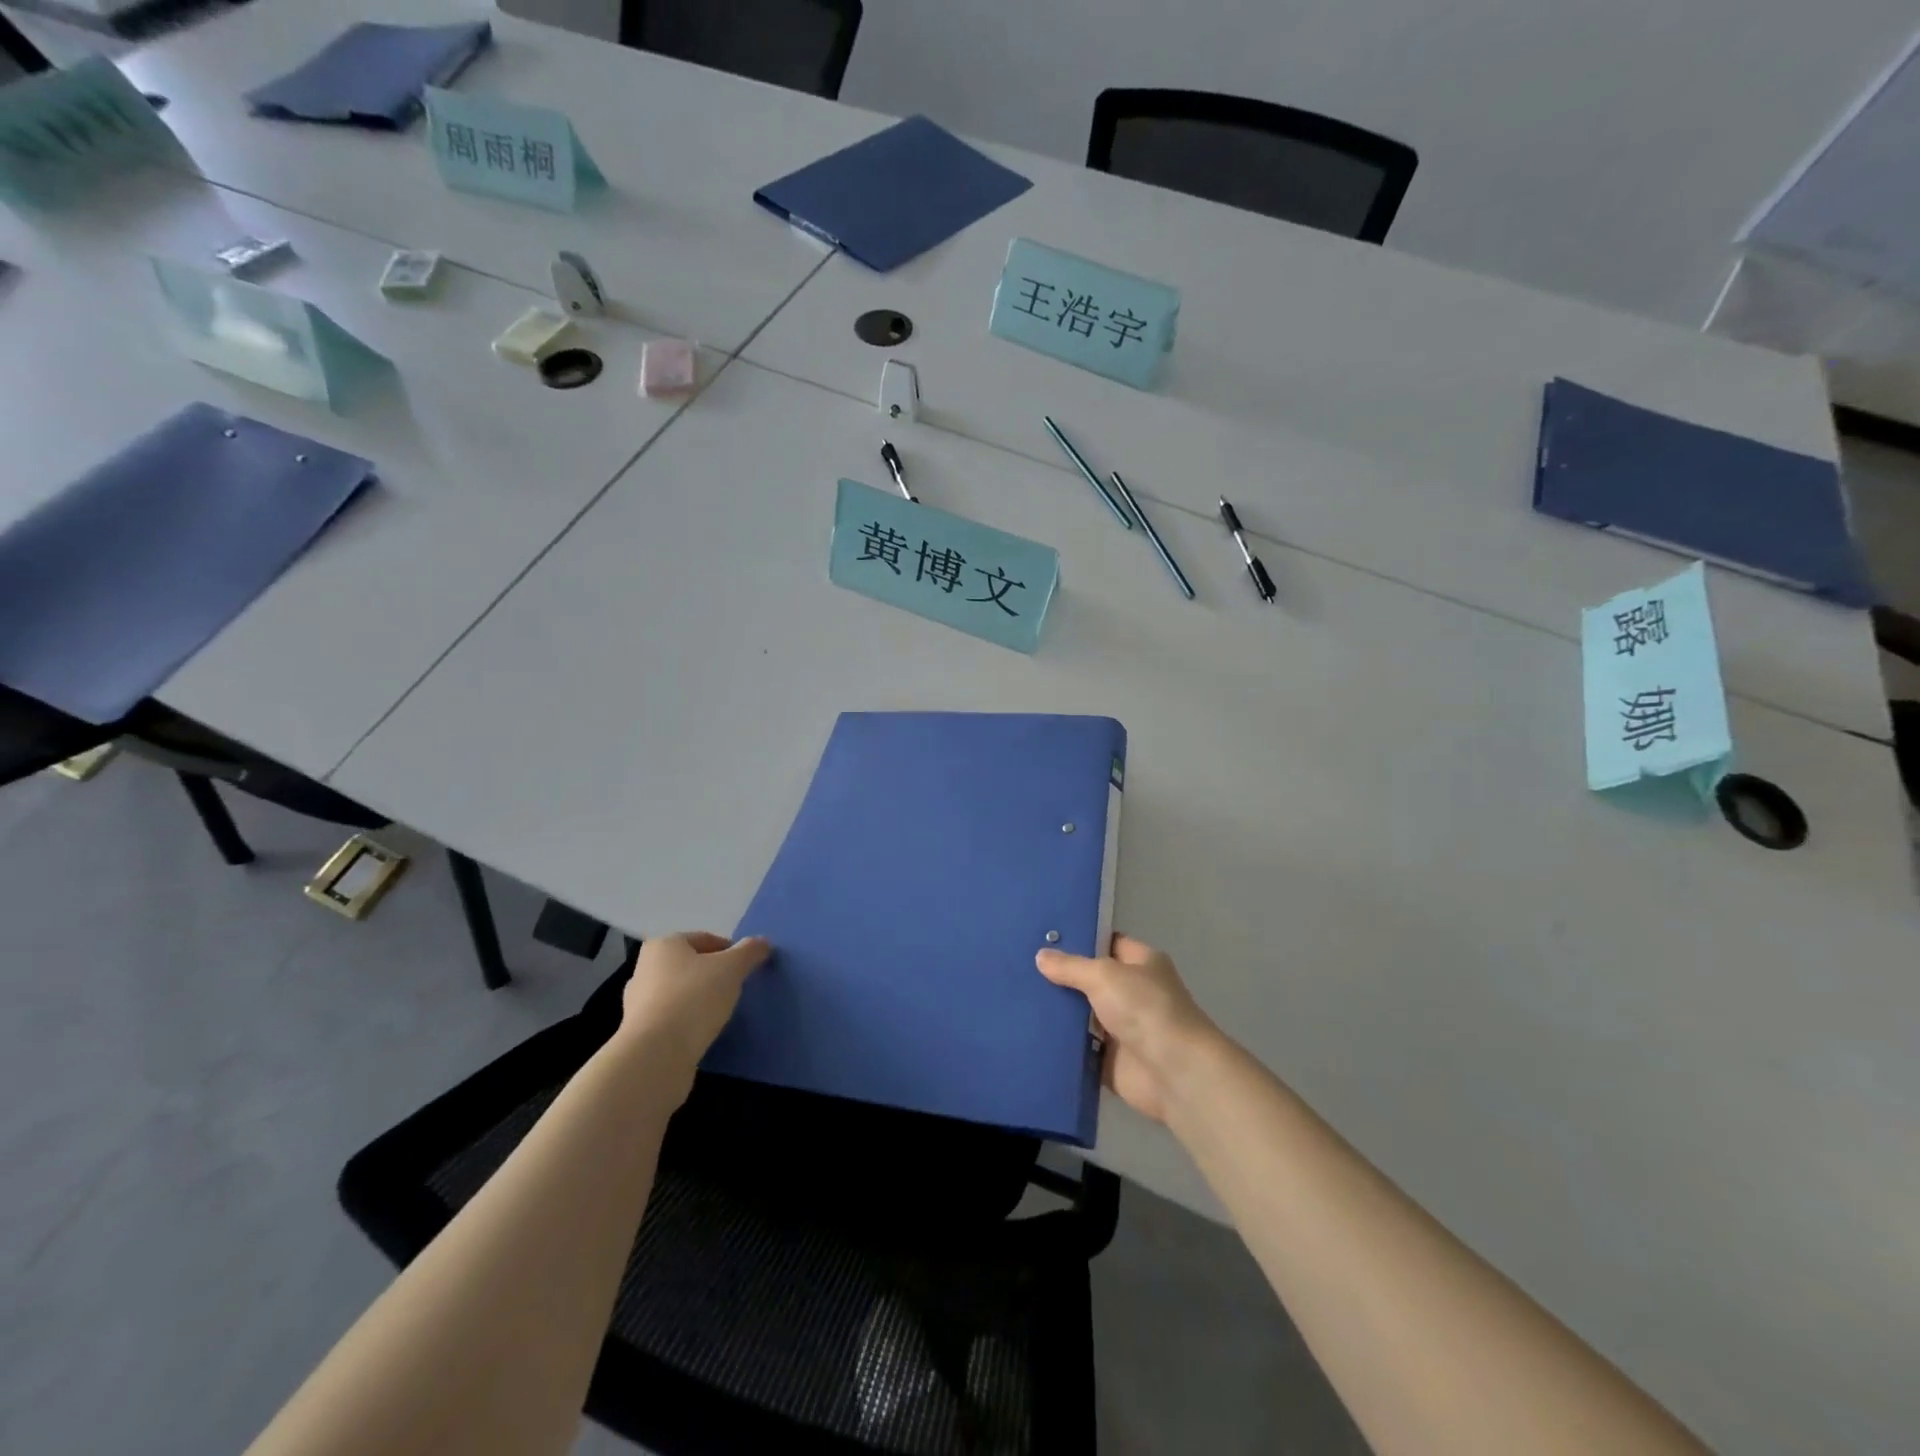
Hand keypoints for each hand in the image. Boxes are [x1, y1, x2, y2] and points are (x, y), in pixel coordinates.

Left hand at [617, 932, 770, 1083]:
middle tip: (736, 990)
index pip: (705, 939)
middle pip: (690, 966)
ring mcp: (638, 1004)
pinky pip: (672, 1020)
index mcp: (663, 946)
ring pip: (680, 994)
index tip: (746, 968)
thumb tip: (763, 942)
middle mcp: (645, 969)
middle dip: (714, 975)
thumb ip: (749, 952)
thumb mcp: (731, 968)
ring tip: (722, 1014)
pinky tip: (703, 1034)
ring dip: (700, 1001)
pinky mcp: (640, 1035)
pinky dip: (688, 1023)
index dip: (730, 950)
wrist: (655, 1056)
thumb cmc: (693, 998)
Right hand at [1036, 935, 1219, 1124]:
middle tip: (1020, 967)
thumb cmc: (1145, 1009)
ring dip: (1058, 1012)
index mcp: (1141, 963)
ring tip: (1015, 997)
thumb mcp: (1104, 975)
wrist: (1174, 1073)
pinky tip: (1028, 1032)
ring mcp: (1121, 1028)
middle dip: (1061, 976)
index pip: (1106, 942)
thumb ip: (1071, 966)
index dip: (1079, 939)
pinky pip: (1078, 1047)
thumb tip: (1040, 956)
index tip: (1043, 937)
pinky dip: (1060, 1044)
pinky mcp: (1110, 1060)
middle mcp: (1133, 992)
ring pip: (1082, 1015)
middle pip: (1090, 979)